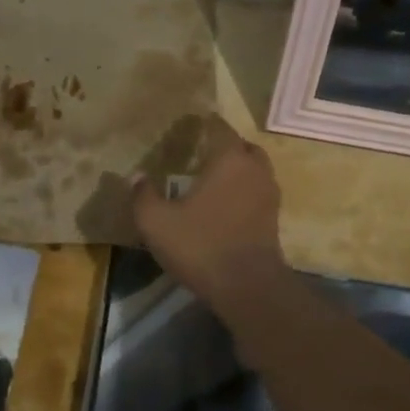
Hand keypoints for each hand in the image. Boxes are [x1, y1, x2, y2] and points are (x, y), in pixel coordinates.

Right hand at [131, 116, 287, 312]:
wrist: (248, 287)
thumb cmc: (201, 245)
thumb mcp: (157, 223)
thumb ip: (143, 196)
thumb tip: (136, 176)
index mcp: (229, 159)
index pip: (220, 128)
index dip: (205, 124)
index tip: (191, 125)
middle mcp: (254, 169)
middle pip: (243, 147)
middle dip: (225, 147)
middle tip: (202, 153)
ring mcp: (268, 195)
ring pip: (254, 170)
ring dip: (238, 170)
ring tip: (213, 180)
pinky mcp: (273, 219)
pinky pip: (257, 193)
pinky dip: (244, 192)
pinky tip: (224, 207)